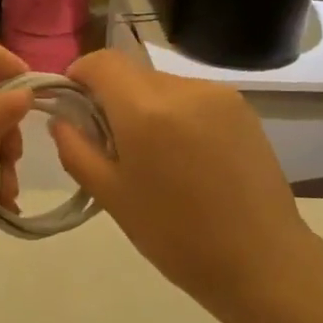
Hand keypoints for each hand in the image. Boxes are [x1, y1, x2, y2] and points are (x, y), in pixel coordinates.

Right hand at [49, 50, 319, 317]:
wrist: (261, 261)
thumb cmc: (175, 235)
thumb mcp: (111, 196)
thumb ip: (77, 149)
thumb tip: (61, 119)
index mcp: (146, 109)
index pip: (102, 62)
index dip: (79, 75)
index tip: (73, 105)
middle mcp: (183, 88)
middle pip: (132, 73)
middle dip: (112, 97)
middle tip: (110, 143)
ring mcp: (219, 95)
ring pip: (163, 85)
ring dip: (146, 107)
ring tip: (152, 156)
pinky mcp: (243, 108)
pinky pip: (193, 98)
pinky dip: (176, 115)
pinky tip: (184, 157)